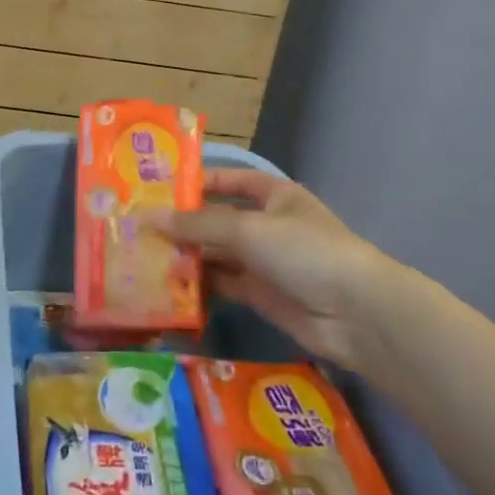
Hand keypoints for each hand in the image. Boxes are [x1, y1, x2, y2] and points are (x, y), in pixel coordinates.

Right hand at [154, 169, 407, 379]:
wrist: (355, 314)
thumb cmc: (304, 251)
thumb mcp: (248, 230)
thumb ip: (197, 225)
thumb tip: (148, 218)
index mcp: (274, 195)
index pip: (229, 180)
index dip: (197, 182)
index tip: (158, 188)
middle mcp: (268, 225)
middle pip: (218, 220)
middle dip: (184, 225)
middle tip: (138, 228)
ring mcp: (265, 262)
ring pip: (218, 254)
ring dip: (187, 256)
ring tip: (144, 257)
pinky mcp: (262, 296)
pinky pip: (224, 284)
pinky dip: (200, 285)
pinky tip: (168, 285)